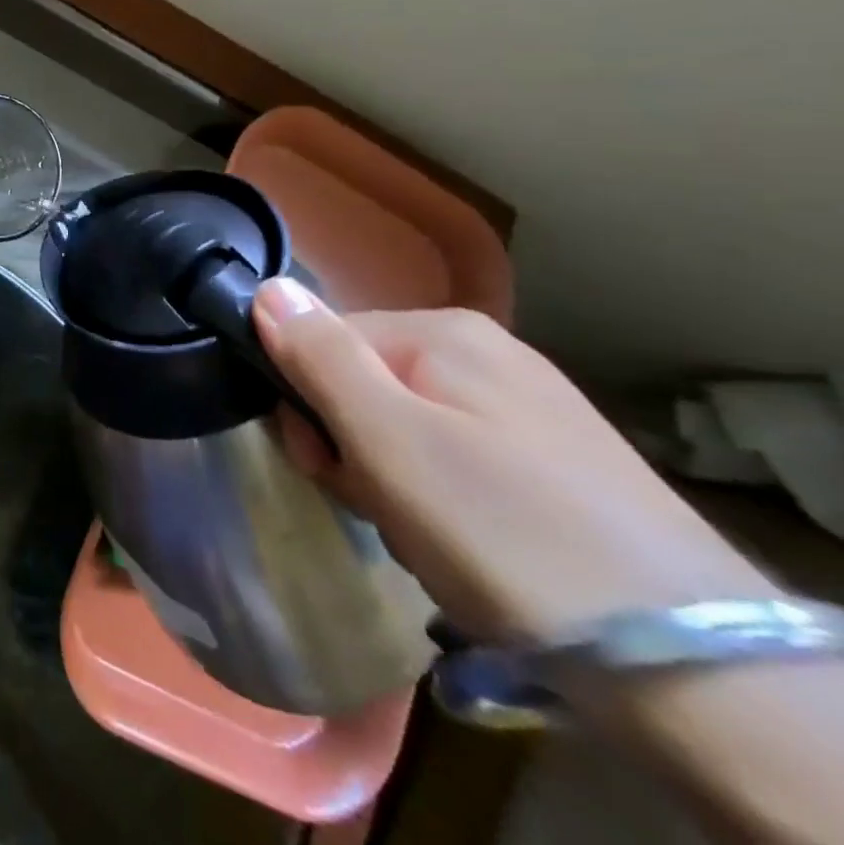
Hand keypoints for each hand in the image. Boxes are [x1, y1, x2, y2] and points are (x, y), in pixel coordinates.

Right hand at [252, 281, 775, 640]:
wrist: (691, 671)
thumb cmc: (501, 532)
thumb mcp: (387, 440)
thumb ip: (319, 356)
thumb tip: (266, 285)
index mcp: (444, 332)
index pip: (321, 343)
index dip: (305, 406)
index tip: (324, 467)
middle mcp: (486, 353)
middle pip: (363, 384)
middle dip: (351, 447)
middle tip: (379, 507)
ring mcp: (527, 409)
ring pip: (404, 427)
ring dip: (390, 480)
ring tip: (424, 536)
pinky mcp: (555, 464)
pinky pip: (454, 459)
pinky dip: (438, 500)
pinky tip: (465, 544)